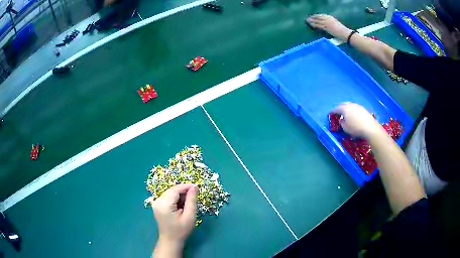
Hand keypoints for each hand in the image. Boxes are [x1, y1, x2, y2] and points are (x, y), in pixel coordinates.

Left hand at [151, 184, 196, 248]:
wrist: (170, 240)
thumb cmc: (181, 230)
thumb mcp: (189, 216)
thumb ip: (191, 200)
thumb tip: (194, 187)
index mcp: (164, 204)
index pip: (175, 190)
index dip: (186, 186)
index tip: (197, 186)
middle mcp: (158, 201)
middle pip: (172, 190)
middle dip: (183, 190)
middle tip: (195, 195)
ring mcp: (156, 202)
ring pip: (170, 192)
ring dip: (180, 194)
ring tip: (188, 202)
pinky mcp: (157, 205)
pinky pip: (167, 196)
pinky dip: (175, 198)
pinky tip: (181, 204)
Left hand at [306, 14, 351, 40]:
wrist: (345, 33)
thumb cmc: (342, 31)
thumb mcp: (335, 24)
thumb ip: (330, 23)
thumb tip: (325, 24)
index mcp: (330, 17)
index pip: (321, 15)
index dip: (316, 16)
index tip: (312, 16)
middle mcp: (328, 19)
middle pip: (318, 17)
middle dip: (313, 18)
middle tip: (308, 18)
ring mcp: (327, 23)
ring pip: (317, 21)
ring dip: (312, 21)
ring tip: (307, 21)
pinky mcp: (327, 27)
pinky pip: (319, 25)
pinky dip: (314, 25)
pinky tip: (311, 25)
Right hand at [331, 103, 383, 138]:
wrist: (370, 128)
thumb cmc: (355, 128)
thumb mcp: (345, 128)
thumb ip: (341, 123)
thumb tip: (341, 120)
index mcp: (344, 109)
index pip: (336, 109)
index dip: (332, 111)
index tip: (330, 114)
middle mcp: (350, 105)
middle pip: (343, 104)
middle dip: (339, 107)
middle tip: (337, 111)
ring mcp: (358, 106)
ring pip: (350, 105)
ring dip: (347, 108)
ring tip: (346, 113)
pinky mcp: (363, 109)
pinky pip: (355, 108)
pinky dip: (352, 110)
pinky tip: (353, 115)